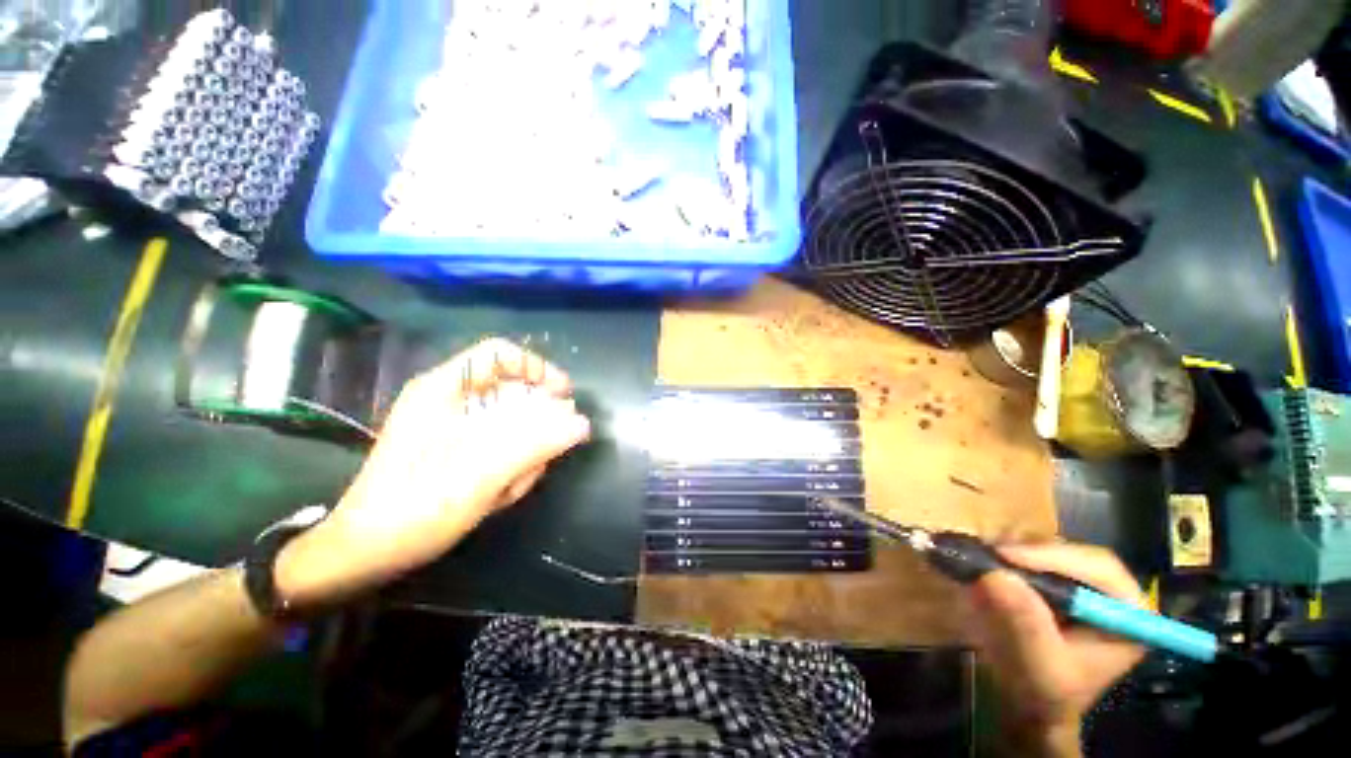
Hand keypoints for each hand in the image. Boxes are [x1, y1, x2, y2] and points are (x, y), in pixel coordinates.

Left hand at [275, 339, 590, 606]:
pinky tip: (501, 494)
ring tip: (510, 487)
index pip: (500, 355)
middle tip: (541, 456)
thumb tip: (582, 423)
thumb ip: (534, 445)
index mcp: (445, 390)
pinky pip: (503, 446)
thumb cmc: (415, 508)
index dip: (537, 368)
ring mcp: (455, 427)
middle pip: (513, 393)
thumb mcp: (481, 474)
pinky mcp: (460, 451)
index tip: (564, 396)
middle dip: (534, 427)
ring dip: (523, 454)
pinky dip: (512, 468)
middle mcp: (451, 402)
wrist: (367, 554)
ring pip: (513, 424)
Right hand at [969, 543, 1145, 752]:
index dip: (1055, 557)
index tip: (1007, 556)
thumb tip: (996, 575)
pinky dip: (1009, 557)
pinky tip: (988, 562)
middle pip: (1074, 554)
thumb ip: (1027, 624)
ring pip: (1051, 550)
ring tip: (985, 556)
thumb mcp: (1041, 666)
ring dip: (1017, 550)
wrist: (1030, 705)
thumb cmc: (1046, 693)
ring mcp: (1082, 586)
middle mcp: (1110, 595)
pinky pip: (1033, 557)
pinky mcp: (1055, 584)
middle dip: (1032, 551)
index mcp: (1129, 616)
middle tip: (991, 553)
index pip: (1101, 569)